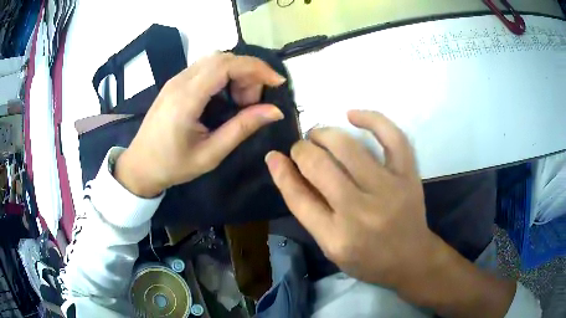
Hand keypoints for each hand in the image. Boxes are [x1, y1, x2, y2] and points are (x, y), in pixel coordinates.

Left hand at [116, 53, 285, 197]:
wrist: (140, 166)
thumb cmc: (172, 165)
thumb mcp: (210, 154)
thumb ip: (242, 128)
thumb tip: (274, 111)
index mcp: (186, 98)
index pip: (226, 65)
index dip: (256, 68)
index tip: (277, 82)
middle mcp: (180, 81)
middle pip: (222, 58)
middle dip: (248, 73)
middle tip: (255, 102)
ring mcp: (176, 80)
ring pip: (214, 60)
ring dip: (236, 74)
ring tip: (242, 101)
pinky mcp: (175, 83)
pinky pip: (205, 68)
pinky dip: (224, 76)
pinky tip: (226, 97)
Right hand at [265, 110, 438, 288]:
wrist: (411, 258)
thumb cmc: (368, 259)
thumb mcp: (330, 247)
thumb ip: (308, 210)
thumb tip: (284, 168)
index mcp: (336, 237)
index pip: (298, 197)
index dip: (281, 171)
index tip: (274, 156)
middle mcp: (360, 212)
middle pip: (319, 166)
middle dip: (301, 150)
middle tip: (300, 148)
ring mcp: (388, 190)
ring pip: (348, 147)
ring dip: (324, 134)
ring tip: (318, 135)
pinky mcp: (408, 176)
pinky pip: (392, 137)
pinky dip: (371, 119)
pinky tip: (352, 115)